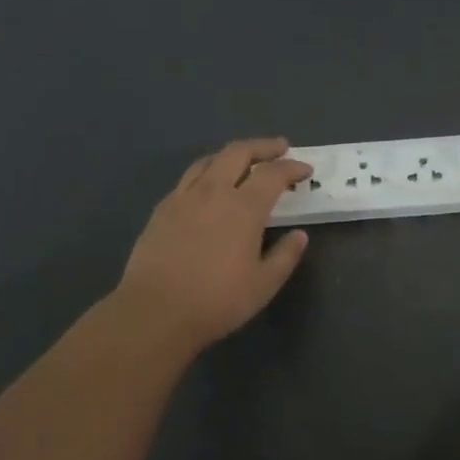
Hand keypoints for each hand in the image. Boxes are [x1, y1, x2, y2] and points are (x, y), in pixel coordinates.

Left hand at [107, 138, 310, 353]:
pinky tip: (208, 187)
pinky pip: (188, 178)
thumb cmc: (216, 301)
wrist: (153, 313)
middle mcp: (214, 192)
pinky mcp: (162, 209)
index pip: (273, 174)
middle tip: (280, 148)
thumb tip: (300, 235)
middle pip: (239, 152)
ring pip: (210, 160)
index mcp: (244, 208)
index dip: (292, 167)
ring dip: (233, 155)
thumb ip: (285, 256)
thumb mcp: (263, 285)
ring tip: (244, 161)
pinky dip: (207, 172)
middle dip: (263, 147)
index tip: (305, 170)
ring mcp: (183, 197)